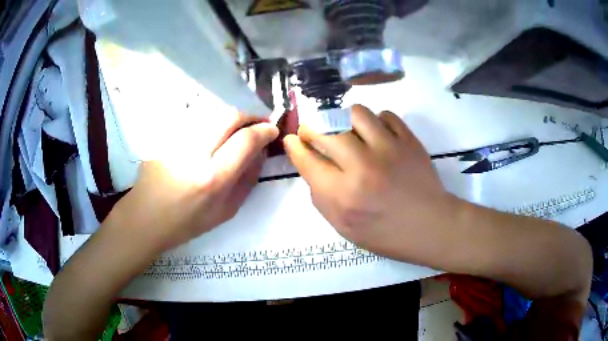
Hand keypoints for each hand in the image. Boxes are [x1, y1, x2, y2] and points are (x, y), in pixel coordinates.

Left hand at [113, 114, 278, 251]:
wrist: (146, 217)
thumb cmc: (186, 222)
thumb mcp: (226, 211)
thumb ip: (247, 180)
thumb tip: (260, 153)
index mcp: (212, 178)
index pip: (246, 140)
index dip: (264, 130)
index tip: (272, 130)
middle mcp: (195, 153)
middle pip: (230, 116)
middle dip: (250, 116)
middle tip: (257, 125)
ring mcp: (177, 140)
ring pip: (213, 112)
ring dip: (231, 117)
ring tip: (236, 130)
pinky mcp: (166, 135)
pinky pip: (197, 119)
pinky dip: (212, 122)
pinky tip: (212, 134)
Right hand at [284, 104, 457, 261]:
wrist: (430, 226)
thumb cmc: (385, 234)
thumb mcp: (344, 227)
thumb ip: (321, 197)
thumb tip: (311, 165)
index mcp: (343, 195)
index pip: (307, 159)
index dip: (294, 146)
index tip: (292, 140)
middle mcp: (362, 166)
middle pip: (325, 130)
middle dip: (311, 128)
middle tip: (314, 133)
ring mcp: (388, 149)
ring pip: (355, 113)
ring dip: (344, 119)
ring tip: (346, 130)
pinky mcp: (408, 140)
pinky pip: (385, 115)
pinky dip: (376, 121)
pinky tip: (376, 135)